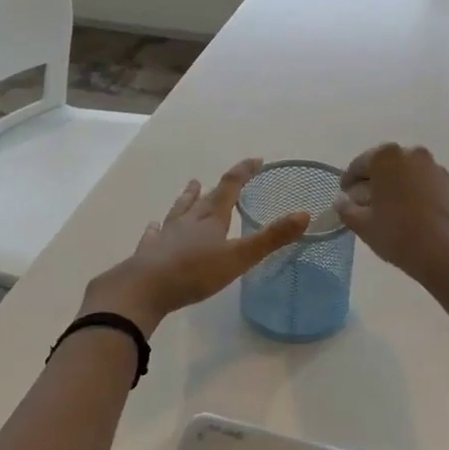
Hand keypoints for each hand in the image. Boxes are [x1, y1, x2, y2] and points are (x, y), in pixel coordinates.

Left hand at [87, 159, 309, 331]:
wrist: (144, 288)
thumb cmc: (194, 272)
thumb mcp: (239, 257)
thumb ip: (271, 238)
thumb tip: (304, 215)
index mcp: (212, 218)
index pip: (230, 186)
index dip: (244, 172)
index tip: (256, 161)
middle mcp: (189, 221)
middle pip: (204, 198)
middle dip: (217, 186)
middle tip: (223, 175)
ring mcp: (166, 235)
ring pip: (179, 211)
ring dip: (187, 199)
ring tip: (190, 187)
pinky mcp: (149, 252)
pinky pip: (154, 235)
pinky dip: (156, 228)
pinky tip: (152, 226)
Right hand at [334, 143, 448, 295]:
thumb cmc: (401, 236)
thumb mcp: (363, 226)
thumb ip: (346, 209)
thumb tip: (342, 200)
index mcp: (387, 158)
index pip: (360, 164)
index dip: (349, 182)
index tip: (346, 198)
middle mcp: (415, 155)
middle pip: (387, 166)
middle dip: (376, 183)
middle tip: (368, 205)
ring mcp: (439, 170)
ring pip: (411, 176)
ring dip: (401, 189)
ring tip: (396, 214)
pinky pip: (432, 188)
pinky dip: (422, 198)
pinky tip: (420, 221)